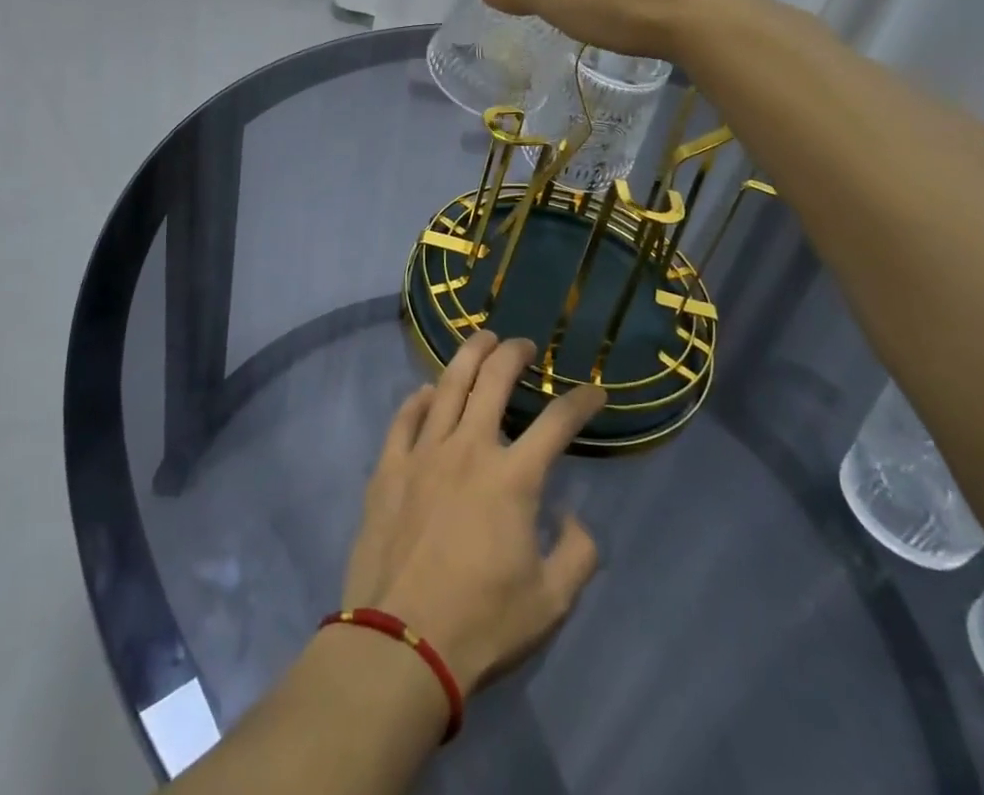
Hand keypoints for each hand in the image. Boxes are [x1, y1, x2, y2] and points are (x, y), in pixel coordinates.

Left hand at [341, 332, 605, 694]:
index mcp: (513, 478)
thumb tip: (575, 518)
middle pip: (494, 381)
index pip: (557, 422)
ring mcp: (424, 452)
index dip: (580, 401)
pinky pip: (404, 418)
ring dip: (469, 356)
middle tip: (524, 345)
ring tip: (482, 340)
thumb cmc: (482, 624)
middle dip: (514, 354)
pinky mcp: (389, 466)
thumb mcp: (551, 602)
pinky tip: (428, 391)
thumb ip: (577, 555)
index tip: (594, 391)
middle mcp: (469, 449)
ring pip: (448, 385)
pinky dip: (419, 398)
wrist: (400, 643)